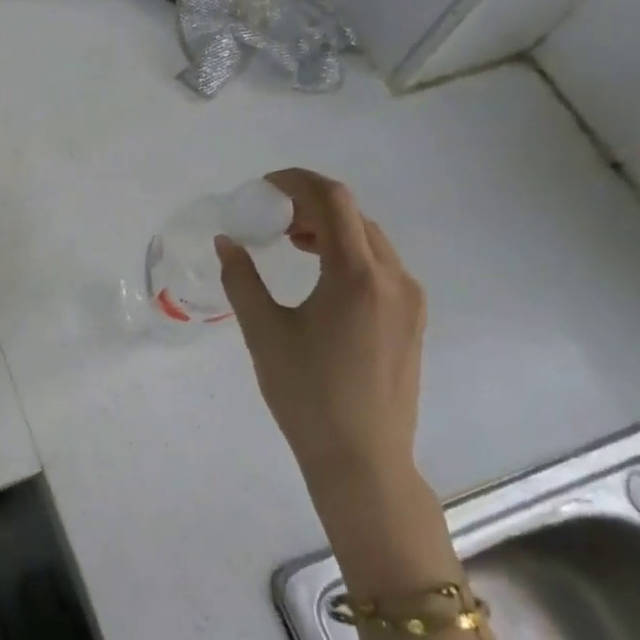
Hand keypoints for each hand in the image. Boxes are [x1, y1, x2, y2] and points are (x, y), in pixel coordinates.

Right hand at [215, 169, 425, 496]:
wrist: (362, 456)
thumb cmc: (306, 393)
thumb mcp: (263, 331)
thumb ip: (242, 278)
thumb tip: (227, 241)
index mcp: (356, 275)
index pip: (333, 200)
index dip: (297, 182)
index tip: (264, 189)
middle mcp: (393, 277)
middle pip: (353, 216)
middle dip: (310, 206)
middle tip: (270, 219)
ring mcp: (409, 299)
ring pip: (370, 241)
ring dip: (330, 230)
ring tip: (290, 244)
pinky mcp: (412, 319)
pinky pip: (381, 267)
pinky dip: (348, 254)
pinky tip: (320, 277)